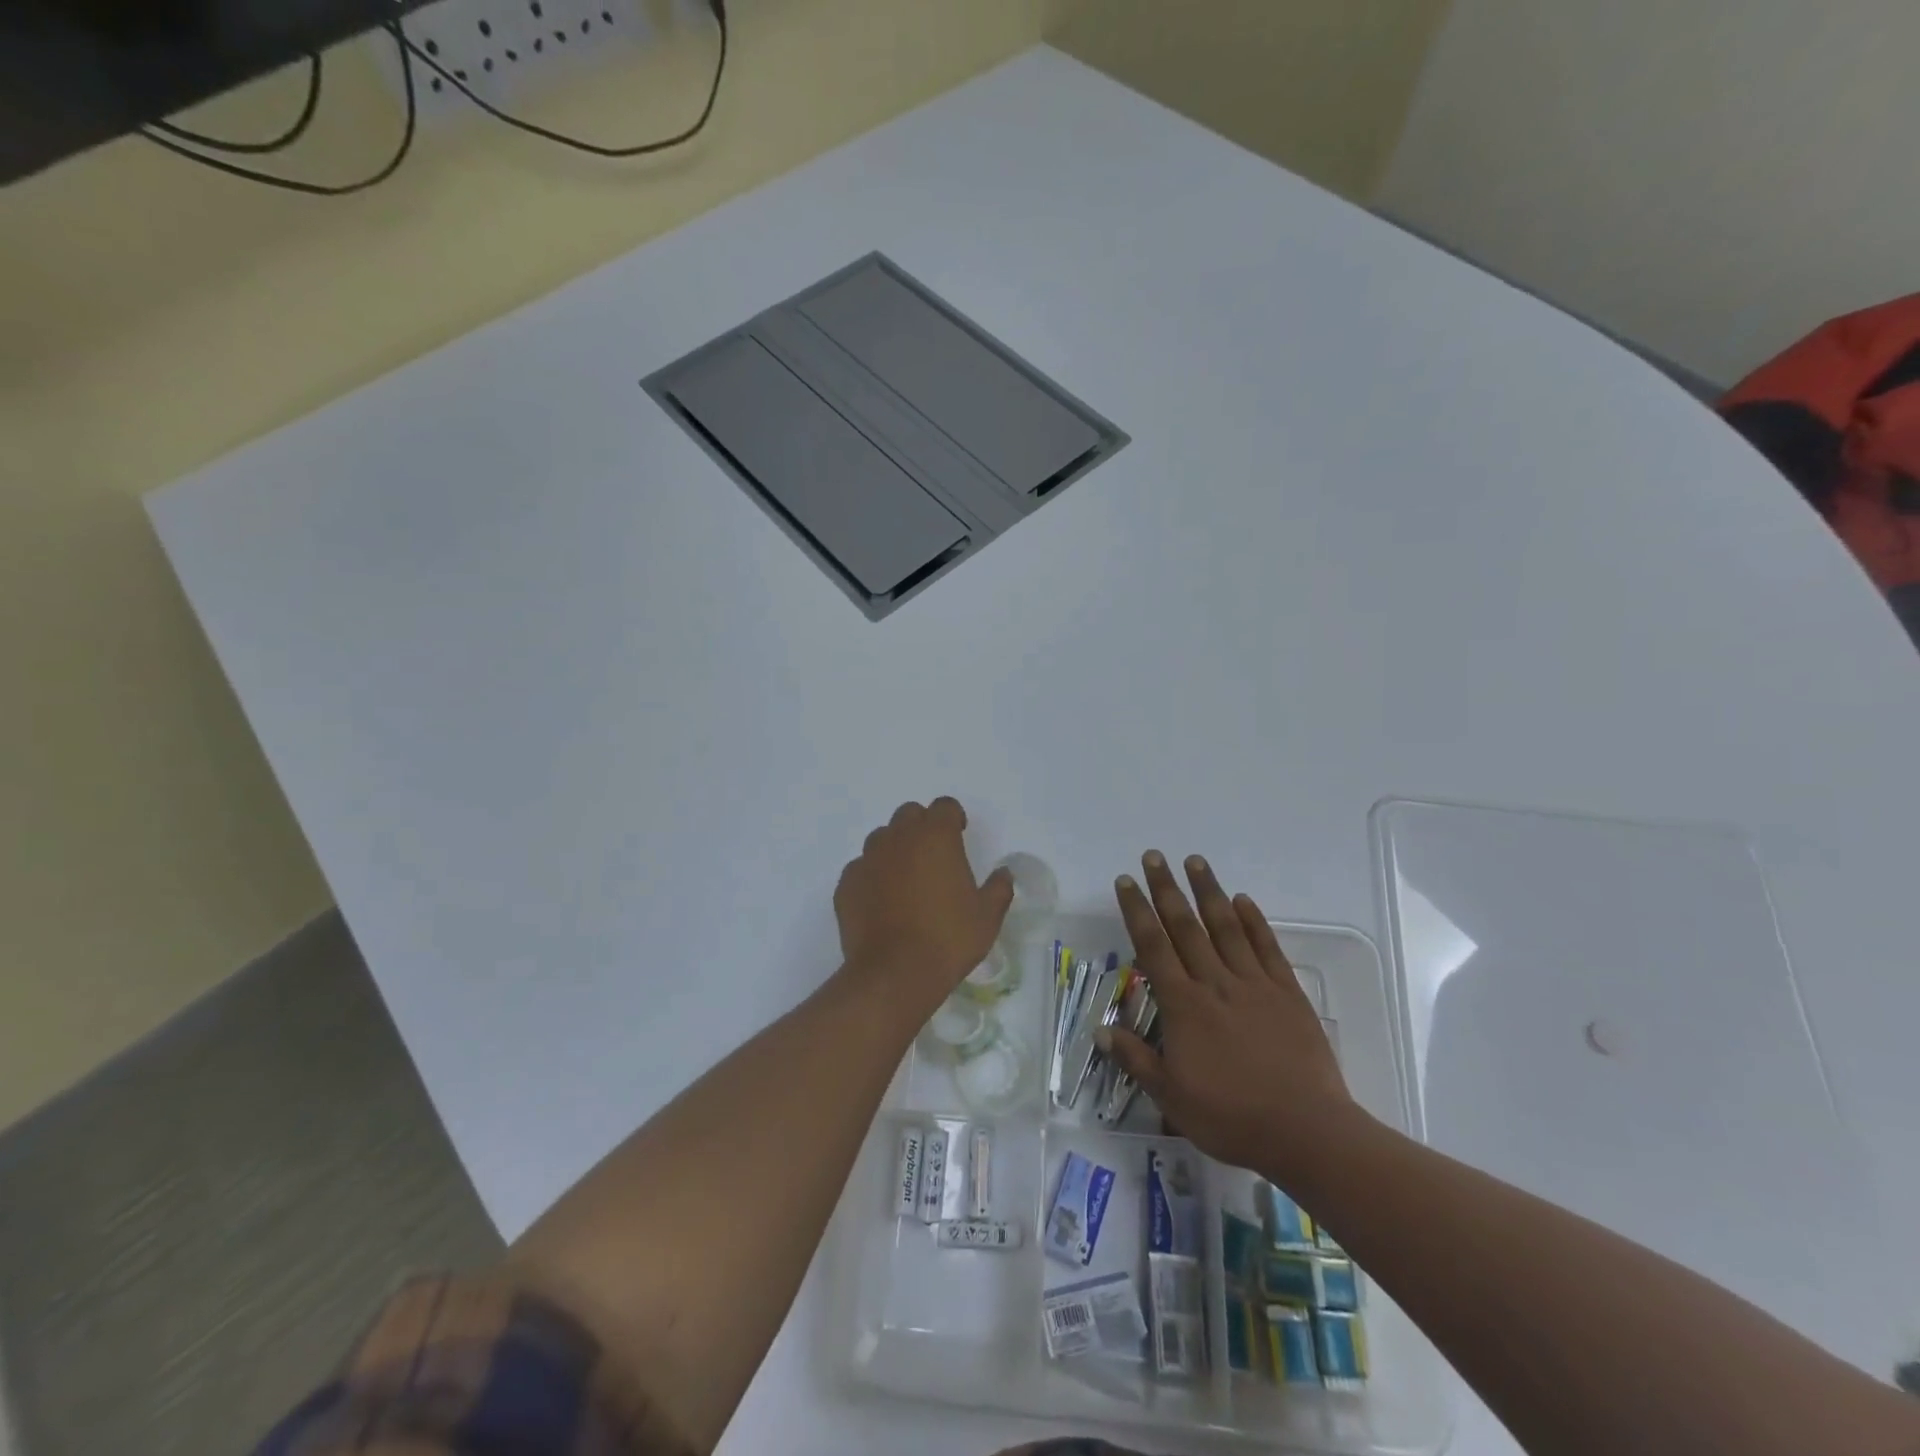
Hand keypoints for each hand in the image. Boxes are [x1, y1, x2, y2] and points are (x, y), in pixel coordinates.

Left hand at [833, 798, 1013, 1019]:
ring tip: (906, 880)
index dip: (953, 818)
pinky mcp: (846, 884)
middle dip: (922, 827)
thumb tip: (1003, 874)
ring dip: (895, 849)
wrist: (894, 973)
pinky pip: (861, 868)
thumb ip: (998, 888)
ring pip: (881, 838)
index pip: (944, 806)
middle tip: (933, 857)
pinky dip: (872, 877)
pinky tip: (881, 903)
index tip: (959, 836)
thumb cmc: (948, 939)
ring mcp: (867, 859)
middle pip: (909, 815)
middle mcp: (898, 838)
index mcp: (936, 836)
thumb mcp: (987, 917)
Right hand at [1101, 851, 1362, 1179]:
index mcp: (1184, 1006)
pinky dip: (1254, 922)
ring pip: (1226, 927)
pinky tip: (1244, 901)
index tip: (1126, 881)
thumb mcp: (1172, 1097)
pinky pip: (1267, 948)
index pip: (1153, 947)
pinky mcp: (1287, 993)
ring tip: (1195, 860)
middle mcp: (1215, 983)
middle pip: (1185, 927)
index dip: (1137, 911)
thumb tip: (1101, 1030)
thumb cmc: (1232, 1117)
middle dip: (1166, 889)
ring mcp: (1254, 984)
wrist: (1306, 1131)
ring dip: (1209, 892)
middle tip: (1154, 856)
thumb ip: (1136, 1059)